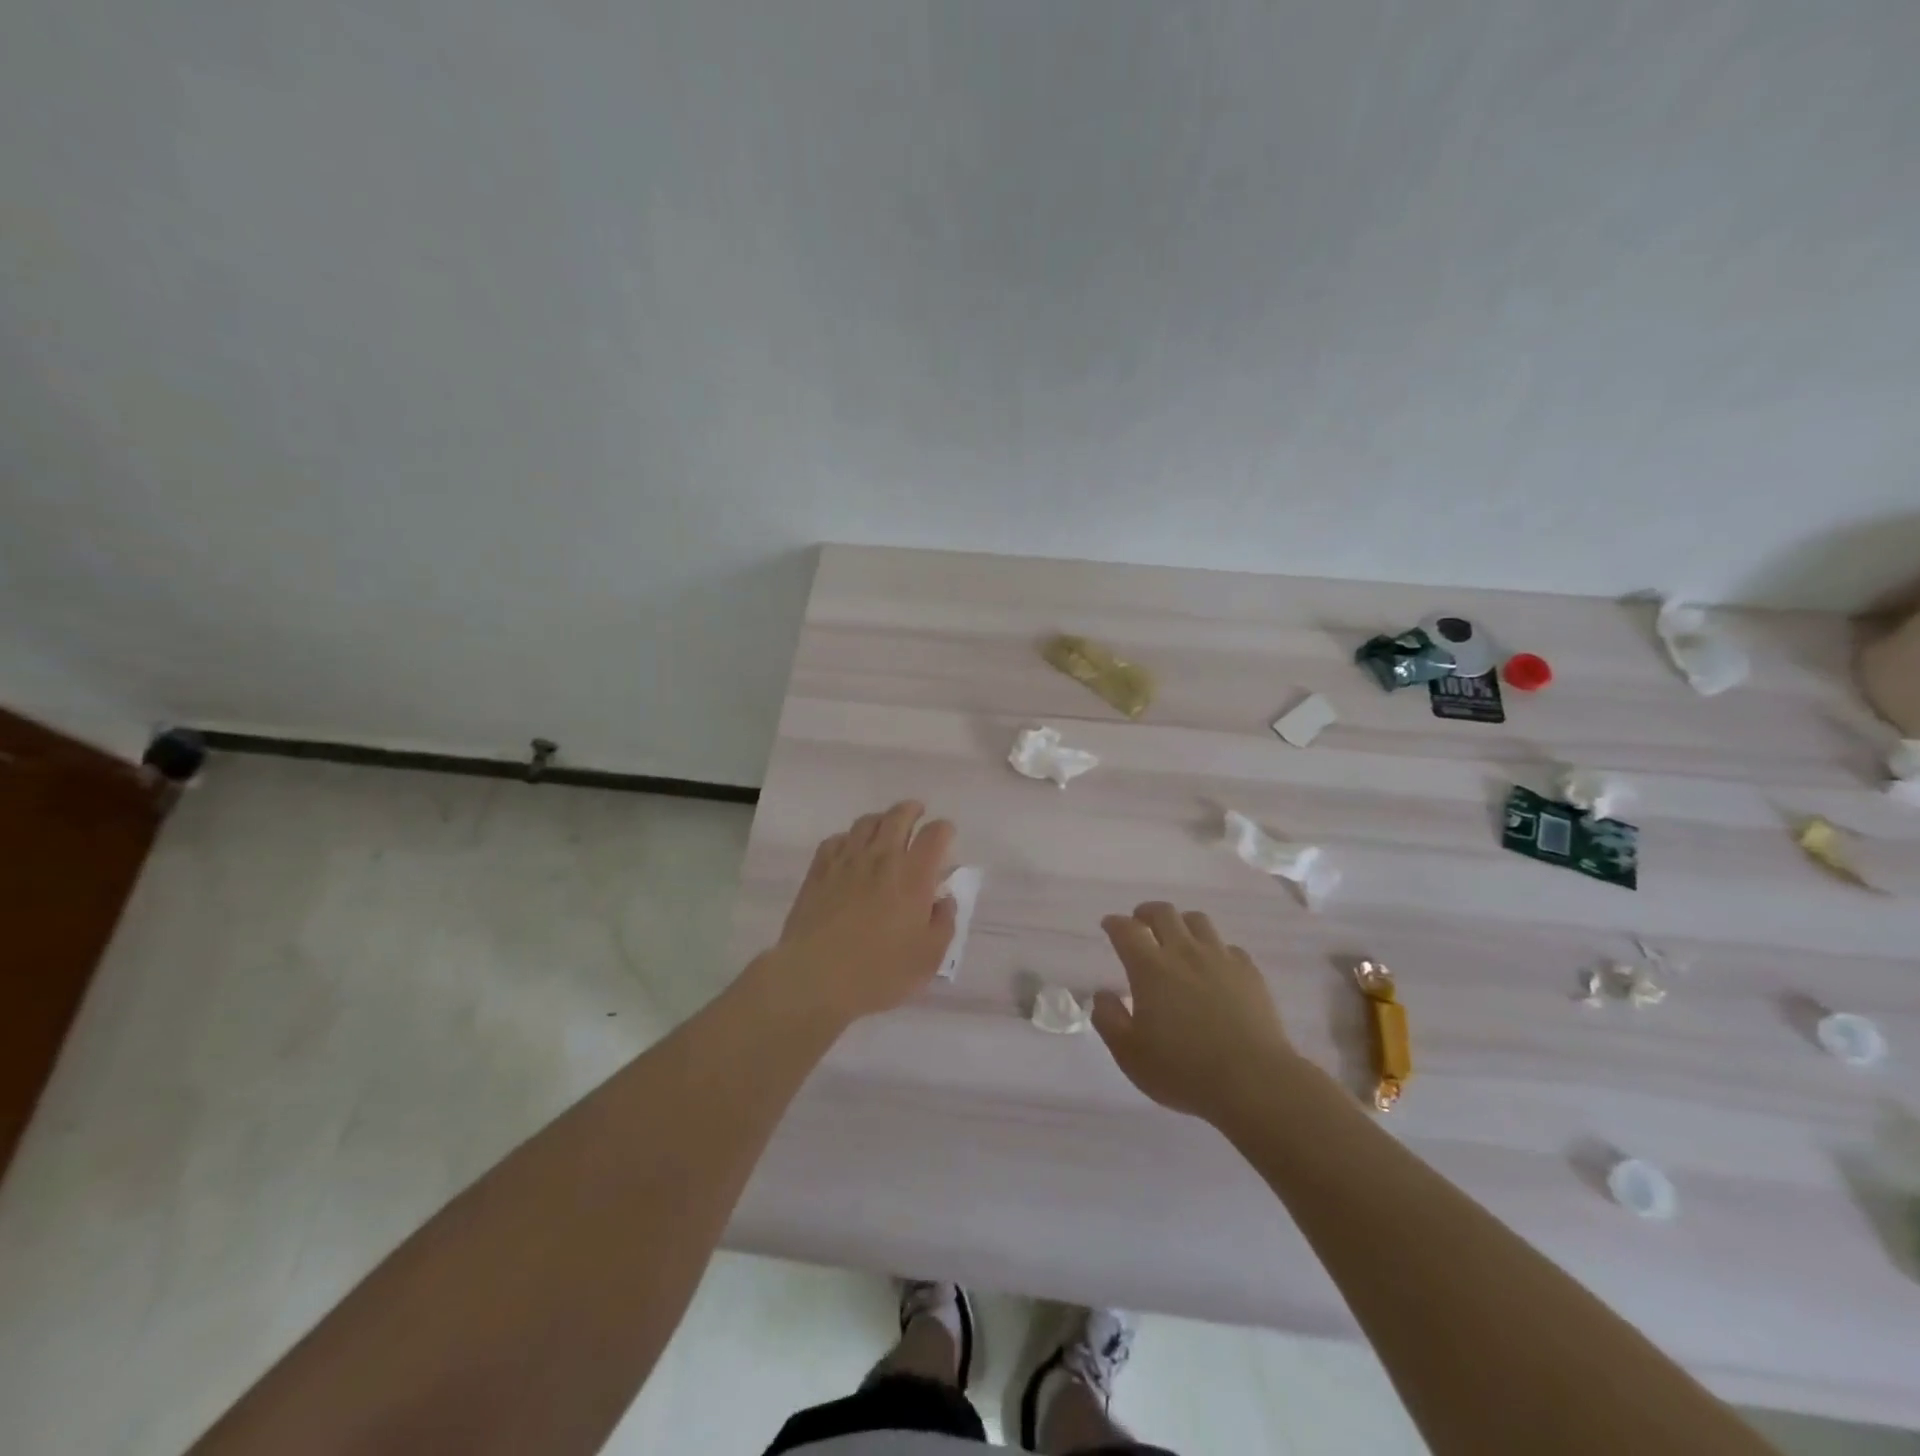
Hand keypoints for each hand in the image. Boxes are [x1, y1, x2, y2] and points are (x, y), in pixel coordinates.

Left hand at [765, 801, 957, 1025]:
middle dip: (912, 810)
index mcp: (914, 876)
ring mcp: (846, 861)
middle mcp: (881, 858)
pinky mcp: (819, 872)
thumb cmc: (880, 972)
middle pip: (898, 816)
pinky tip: (850, 850)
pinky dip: (849, 838)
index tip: (946, 835)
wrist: (815, 978)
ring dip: (881, 819)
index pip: (934, 835)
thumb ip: (943, 922)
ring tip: (885, 827)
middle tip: (917, 813)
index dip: (944, 830)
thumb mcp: (929, 957)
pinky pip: (836, 840)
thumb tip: (943, 899)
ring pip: (866, 823)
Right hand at [1091, 902, 1294, 1127]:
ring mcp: (1221, 959)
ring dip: (1181, 923)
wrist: (1254, 1081)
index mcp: (1150, 968)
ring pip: (1198, 921)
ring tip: (1177, 938)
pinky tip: (1215, 967)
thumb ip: (1109, 1020)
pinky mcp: (1250, 972)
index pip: (1126, 930)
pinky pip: (1228, 946)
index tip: (1109, 925)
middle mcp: (1184, 952)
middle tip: (1140, 923)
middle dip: (1146, 912)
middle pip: (1163, 912)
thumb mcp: (1130, 1054)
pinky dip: (1215, 949)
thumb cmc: (1183, 1070)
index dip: (1115, 923)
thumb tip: (1103, 995)